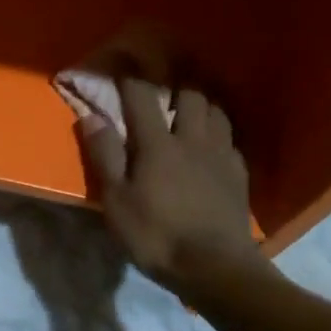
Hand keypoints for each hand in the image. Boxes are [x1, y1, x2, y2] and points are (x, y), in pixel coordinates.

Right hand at [80, 79, 258, 296]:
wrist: (216, 268)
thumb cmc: (158, 236)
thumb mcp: (117, 202)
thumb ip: (105, 156)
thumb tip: (91, 117)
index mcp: (157, 144)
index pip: (141, 96)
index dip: (129, 75)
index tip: (119, 62)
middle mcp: (191, 139)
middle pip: (189, 94)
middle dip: (174, 84)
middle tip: (162, 87)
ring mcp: (220, 155)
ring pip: (216, 111)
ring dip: (201, 104)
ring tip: (190, 110)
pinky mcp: (239, 174)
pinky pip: (230, 140)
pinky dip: (219, 133)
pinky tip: (213, 145)